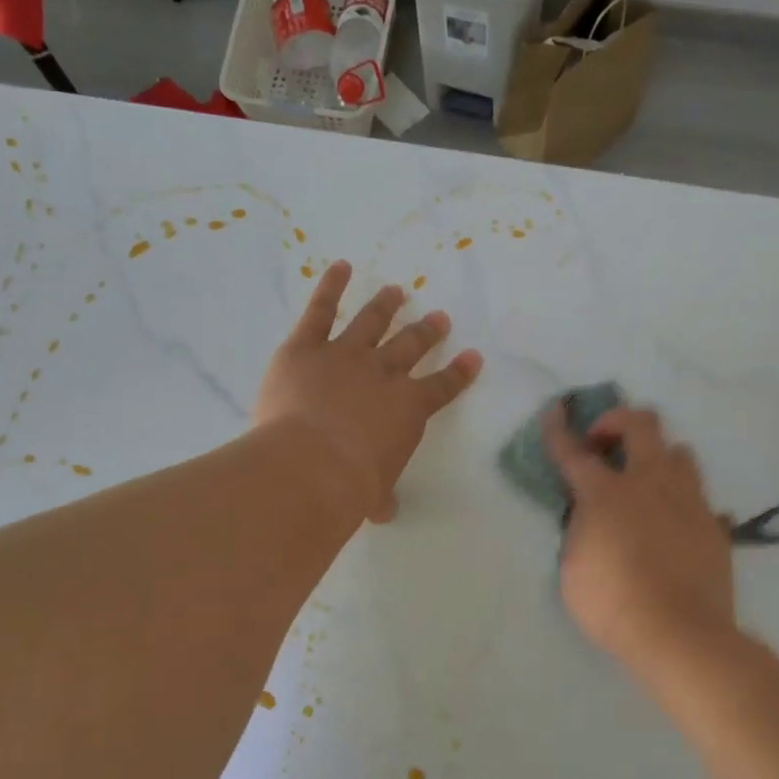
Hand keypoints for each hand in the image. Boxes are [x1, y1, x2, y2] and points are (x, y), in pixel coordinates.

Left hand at [256, 261, 482, 521]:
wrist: (311, 464)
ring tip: (396, 291)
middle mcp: (383, 374)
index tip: (473, 357)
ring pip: (371, 322)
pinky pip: (320, 310)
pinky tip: (339, 267)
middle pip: (411, 347)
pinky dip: (330, 286)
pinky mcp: (305, 348)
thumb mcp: (373, 496)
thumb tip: (383, 511)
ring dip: (385, 306)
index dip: (459, 373)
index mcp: (408, 410)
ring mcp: (345, 355)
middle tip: (438, 318)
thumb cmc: (349, 487)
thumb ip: (380, 497)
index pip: (442, 387)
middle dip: (427, 332)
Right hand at [545, 402, 736, 670]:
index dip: (559, 428)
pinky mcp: (714, 524)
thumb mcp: (573, 566)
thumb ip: (580, 529)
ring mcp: (688, 500)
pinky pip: (698, 496)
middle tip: (605, 445)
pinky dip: (681, 500)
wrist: (680, 634)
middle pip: (642, 424)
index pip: (573, 451)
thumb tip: (589, 514)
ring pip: (679, 451)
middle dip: (618, 421)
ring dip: (657, 457)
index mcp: (605, 493)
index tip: (556, 409)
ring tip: (645, 482)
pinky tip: (673, 524)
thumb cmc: (612, 603)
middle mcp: (649, 483)